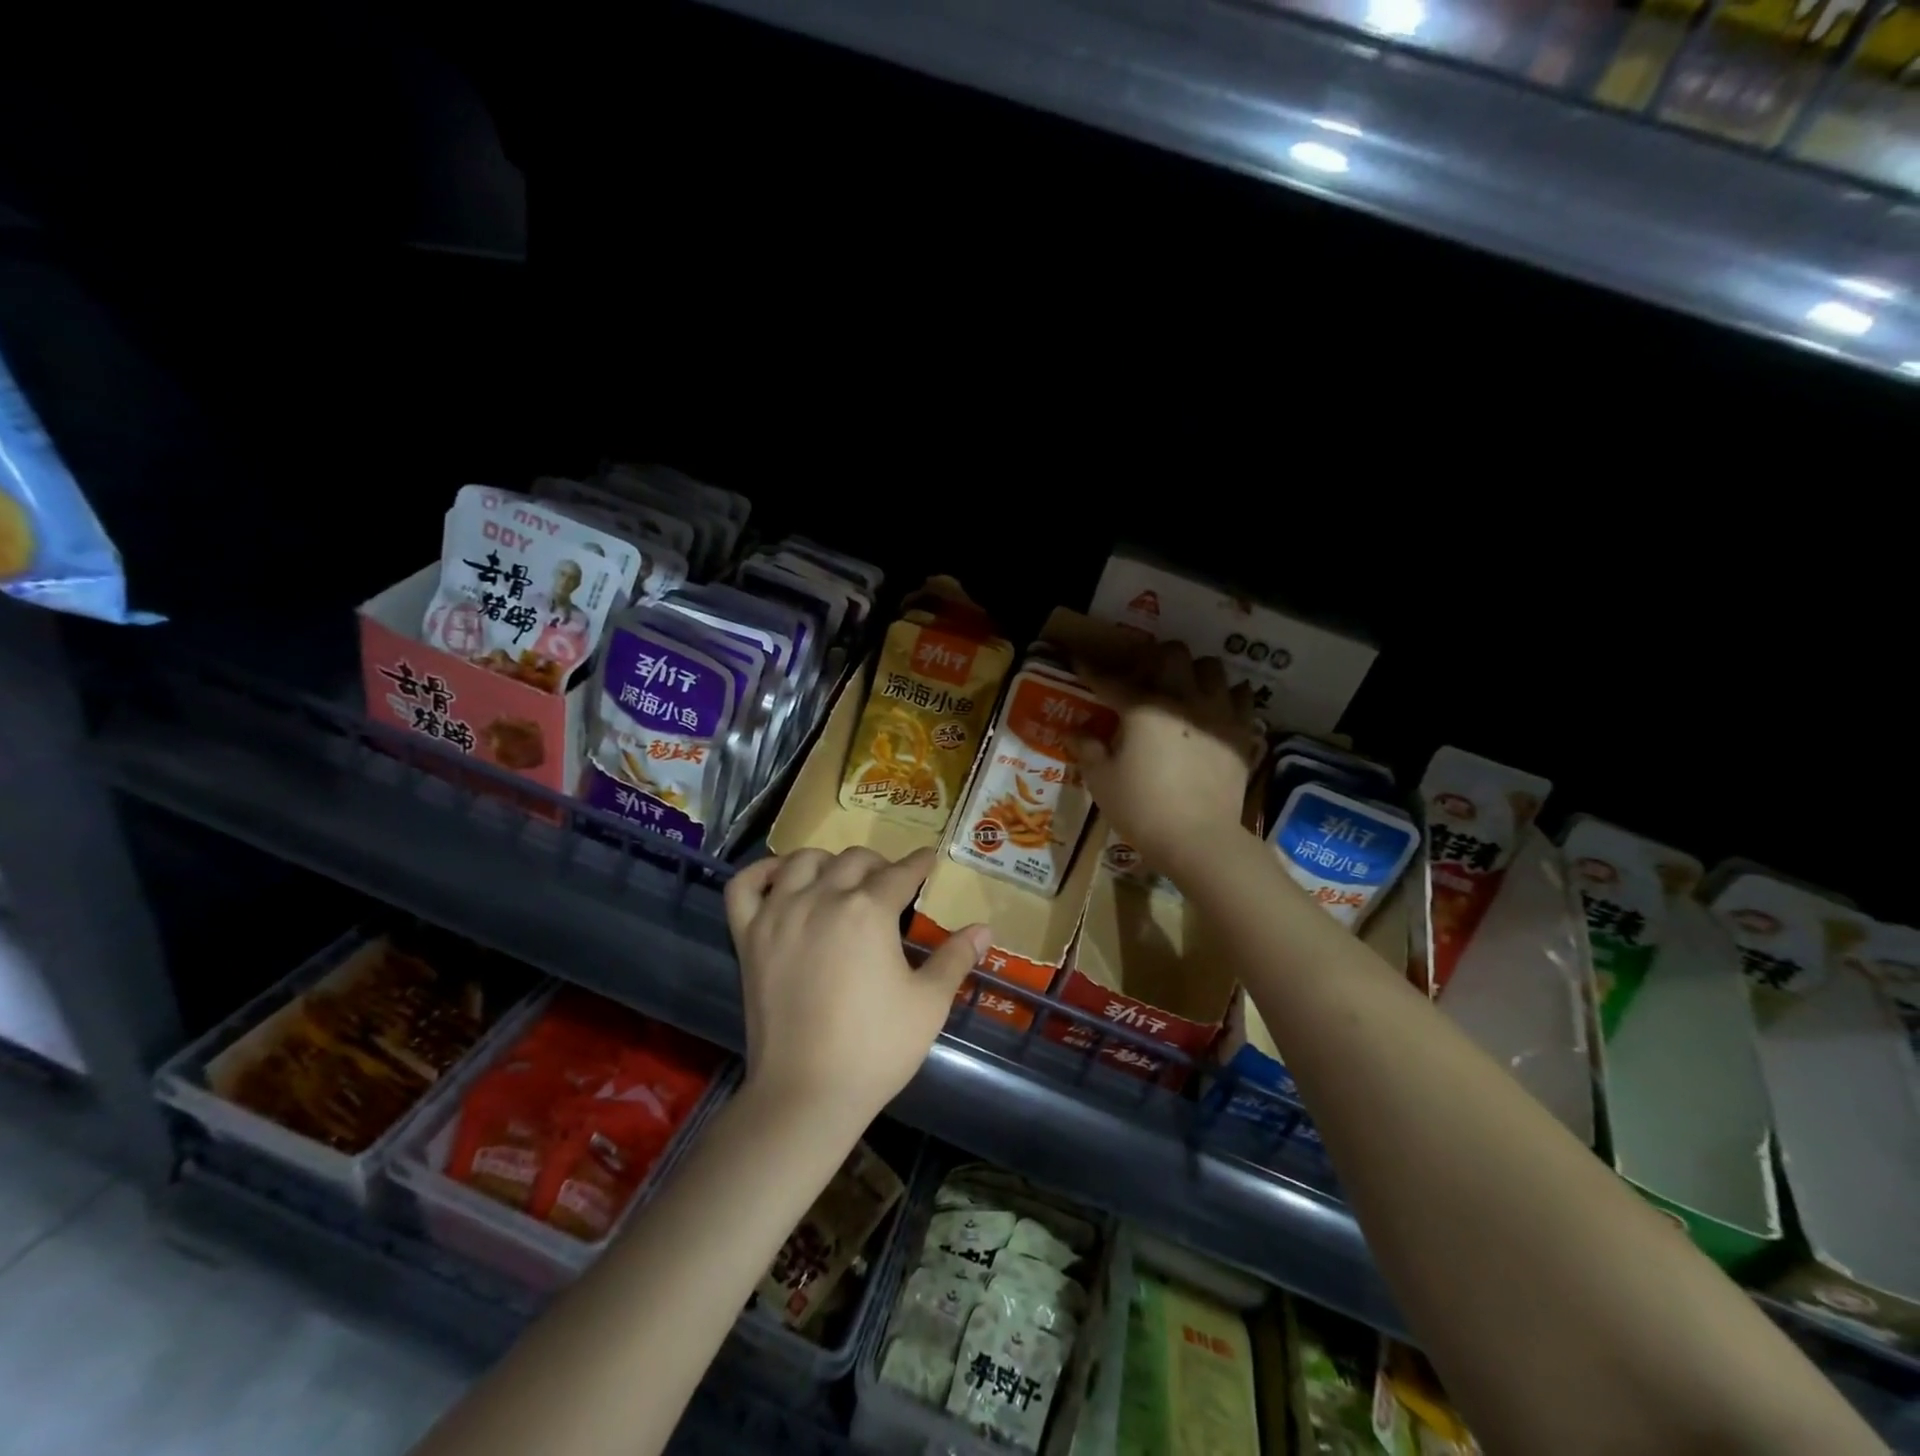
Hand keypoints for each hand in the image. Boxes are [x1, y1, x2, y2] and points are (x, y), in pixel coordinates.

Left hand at [724, 846, 990, 1129]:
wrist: (806, 1093)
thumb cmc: (876, 1048)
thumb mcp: (929, 1003)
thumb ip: (955, 957)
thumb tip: (984, 929)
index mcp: (868, 910)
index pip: (901, 873)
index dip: (920, 864)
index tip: (929, 860)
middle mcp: (822, 898)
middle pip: (854, 860)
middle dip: (880, 864)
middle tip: (891, 883)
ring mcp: (778, 914)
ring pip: (802, 861)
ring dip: (828, 862)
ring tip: (841, 879)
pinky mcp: (748, 937)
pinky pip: (745, 886)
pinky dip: (762, 873)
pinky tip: (781, 879)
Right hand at [1073, 641, 1258, 879]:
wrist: (1199, 839)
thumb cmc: (1142, 809)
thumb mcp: (1101, 782)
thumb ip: (1087, 750)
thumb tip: (1074, 732)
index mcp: (1142, 708)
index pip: (1111, 681)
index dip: (1091, 671)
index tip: (1080, 663)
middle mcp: (1182, 699)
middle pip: (1173, 654)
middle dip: (1155, 659)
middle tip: (1143, 677)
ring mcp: (1218, 713)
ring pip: (1212, 667)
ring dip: (1194, 672)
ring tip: (1184, 689)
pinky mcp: (1242, 733)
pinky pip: (1242, 697)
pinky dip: (1228, 696)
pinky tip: (1216, 708)